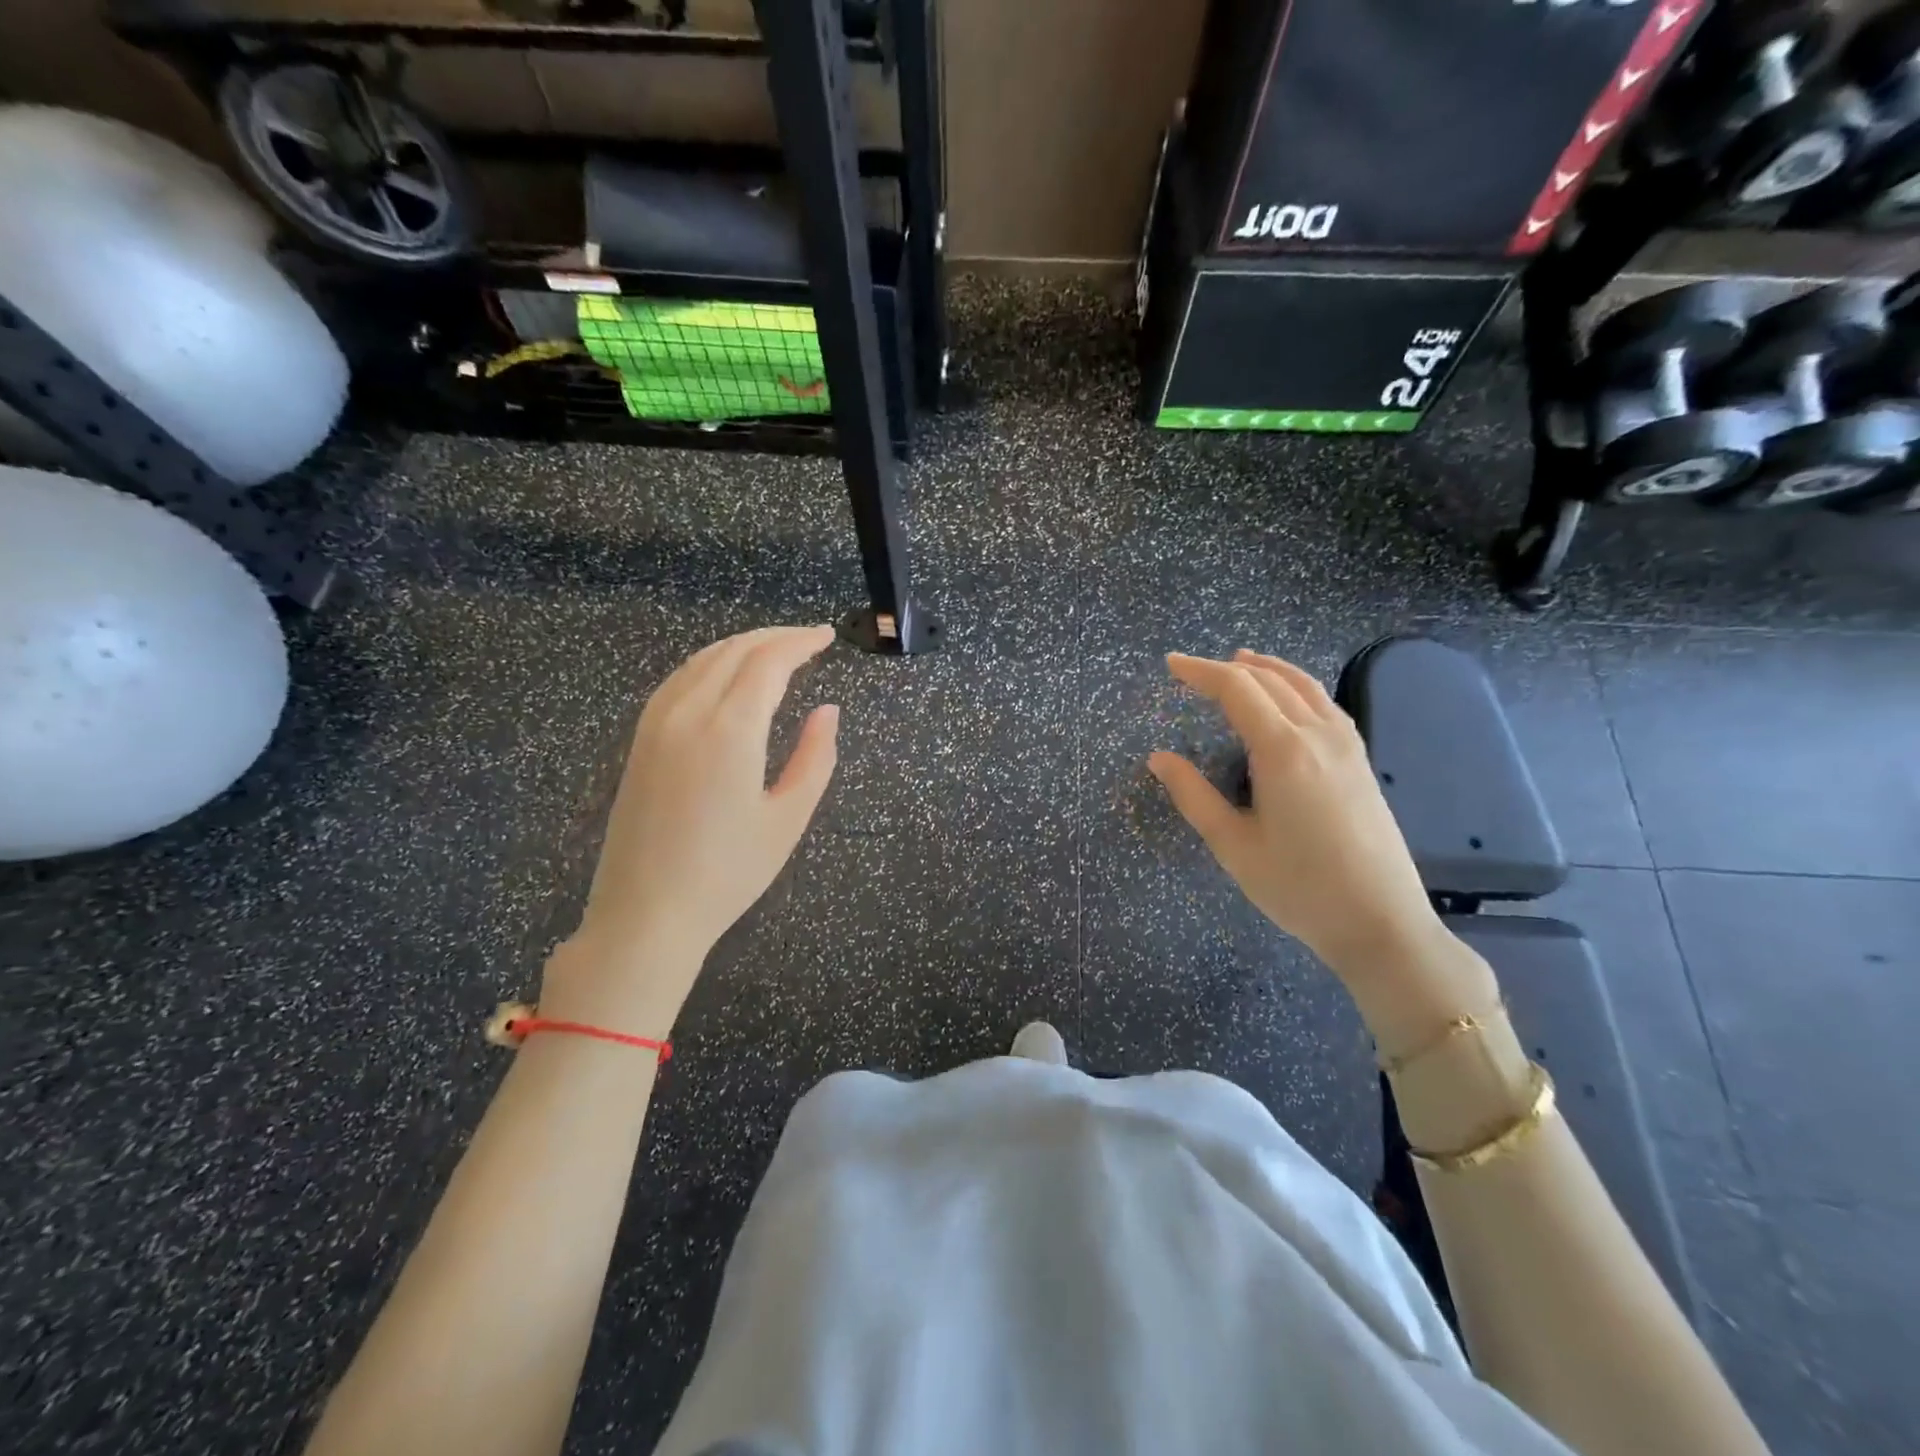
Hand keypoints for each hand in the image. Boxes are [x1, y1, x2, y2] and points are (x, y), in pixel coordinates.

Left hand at [543, 625, 839, 1031]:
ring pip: (702, 660)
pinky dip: (710, 664)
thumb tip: (827, 710)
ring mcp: (656, 724)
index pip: (768, 662)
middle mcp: (688, 713)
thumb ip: (815, 757)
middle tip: (809, 639)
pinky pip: (678, 680)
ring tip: (774, 651)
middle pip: (733, 650)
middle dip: (774, 637)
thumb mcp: (788, 818)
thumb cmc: (728, 873)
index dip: (800, 642)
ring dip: (741, 646)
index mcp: (730, 730)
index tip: (827, 637)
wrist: (647, 914)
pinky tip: (725, 677)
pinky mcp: (641, 740)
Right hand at [1148, 649, 1448, 986]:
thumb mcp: (1233, 845)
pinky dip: (1296, 687)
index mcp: (1282, 751)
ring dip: (1267, 668)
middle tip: (1191, 670)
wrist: (1380, 922)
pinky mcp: (1360, 761)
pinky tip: (1288, 699)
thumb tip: (1159, 758)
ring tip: (1239, 662)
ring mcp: (1346, 746)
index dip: (1200, 671)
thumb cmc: (1298, 887)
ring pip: (1303, 686)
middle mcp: (1317, 735)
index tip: (1170, 664)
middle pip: (1269, 680)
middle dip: (1227, 668)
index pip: (1237, 689)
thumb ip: (1193, 795)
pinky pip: (1324, 704)